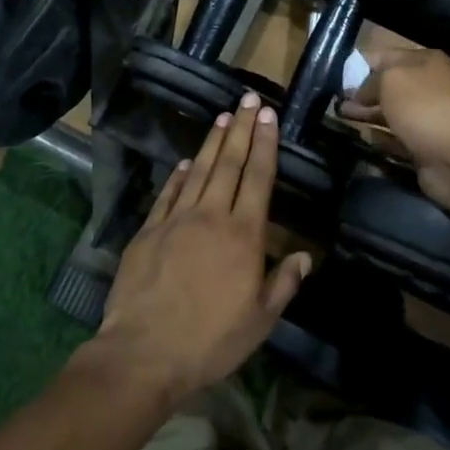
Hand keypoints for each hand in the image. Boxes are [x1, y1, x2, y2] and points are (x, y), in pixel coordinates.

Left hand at [91, 92, 311, 402]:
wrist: (145, 351)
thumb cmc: (211, 340)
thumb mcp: (260, 320)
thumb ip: (284, 283)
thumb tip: (305, 256)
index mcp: (243, 234)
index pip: (258, 177)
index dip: (264, 144)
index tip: (268, 115)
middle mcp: (211, 216)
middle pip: (229, 163)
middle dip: (241, 128)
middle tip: (248, 99)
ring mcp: (176, 219)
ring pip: (199, 170)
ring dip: (213, 142)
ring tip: (224, 116)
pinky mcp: (149, 230)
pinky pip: (168, 193)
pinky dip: (179, 175)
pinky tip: (187, 162)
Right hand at [338, 47, 449, 216]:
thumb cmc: (424, 107)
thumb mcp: (390, 80)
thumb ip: (369, 81)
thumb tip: (358, 92)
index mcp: (425, 61)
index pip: (385, 56)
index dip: (360, 66)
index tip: (338, 78)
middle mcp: (428, 86)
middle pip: (387, 85)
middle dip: (361, 92)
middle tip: (336, 101)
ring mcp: (427, 118)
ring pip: (390, 112)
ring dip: (367, 114)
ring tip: (341, 117)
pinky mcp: (424, 146)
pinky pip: (396, 138)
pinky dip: (379, 138)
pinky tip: (362, 137)